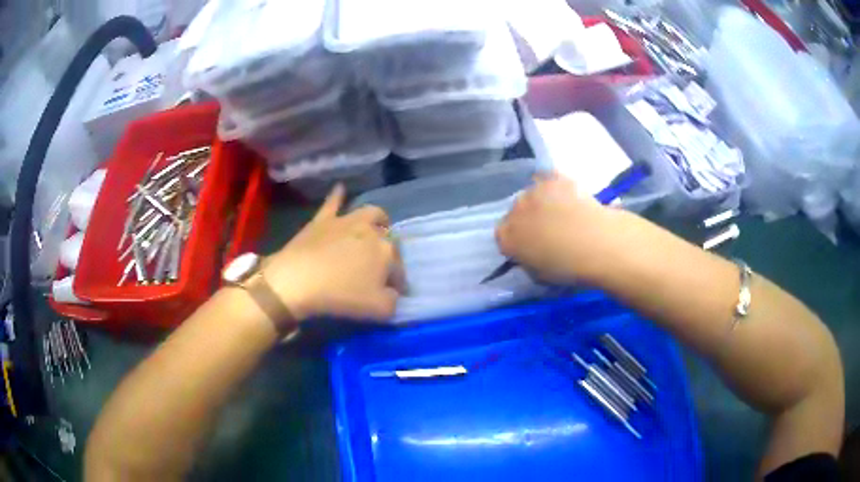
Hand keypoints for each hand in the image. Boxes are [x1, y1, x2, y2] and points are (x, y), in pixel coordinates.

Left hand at [262, 184, 404, 321]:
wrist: (298, 280)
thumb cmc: (340, 296)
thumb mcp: (379, 310)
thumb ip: (393, 301)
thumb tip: (393, 293)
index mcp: (387, 253)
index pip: (399, 268)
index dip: (398, 282)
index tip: (393, 293)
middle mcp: (371, 231)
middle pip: (388, 238)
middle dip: (390, 250)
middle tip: (382, 264)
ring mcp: (346, 222)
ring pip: (370, 213)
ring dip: (377, 219)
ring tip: (378, 225)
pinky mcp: (323, 220)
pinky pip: (333, 203)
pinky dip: (338, 196)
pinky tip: (341, 188)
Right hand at [496, 173, 636, 284]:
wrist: (597, 244)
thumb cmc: (569, 269)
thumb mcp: (540, 275)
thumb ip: (529, 261)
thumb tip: (532, 254)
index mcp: (506, 238)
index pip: (502, 236)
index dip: (516, 241)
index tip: (530, 247)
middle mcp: (514, 211)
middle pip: (516, 213)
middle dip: (528, 220)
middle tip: (548, 230)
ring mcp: (533, 191)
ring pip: (532, 195)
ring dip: (541, 202)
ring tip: (562, 212)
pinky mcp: (554, 178)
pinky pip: (548, 179)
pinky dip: (555, 186)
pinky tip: (567, 195)